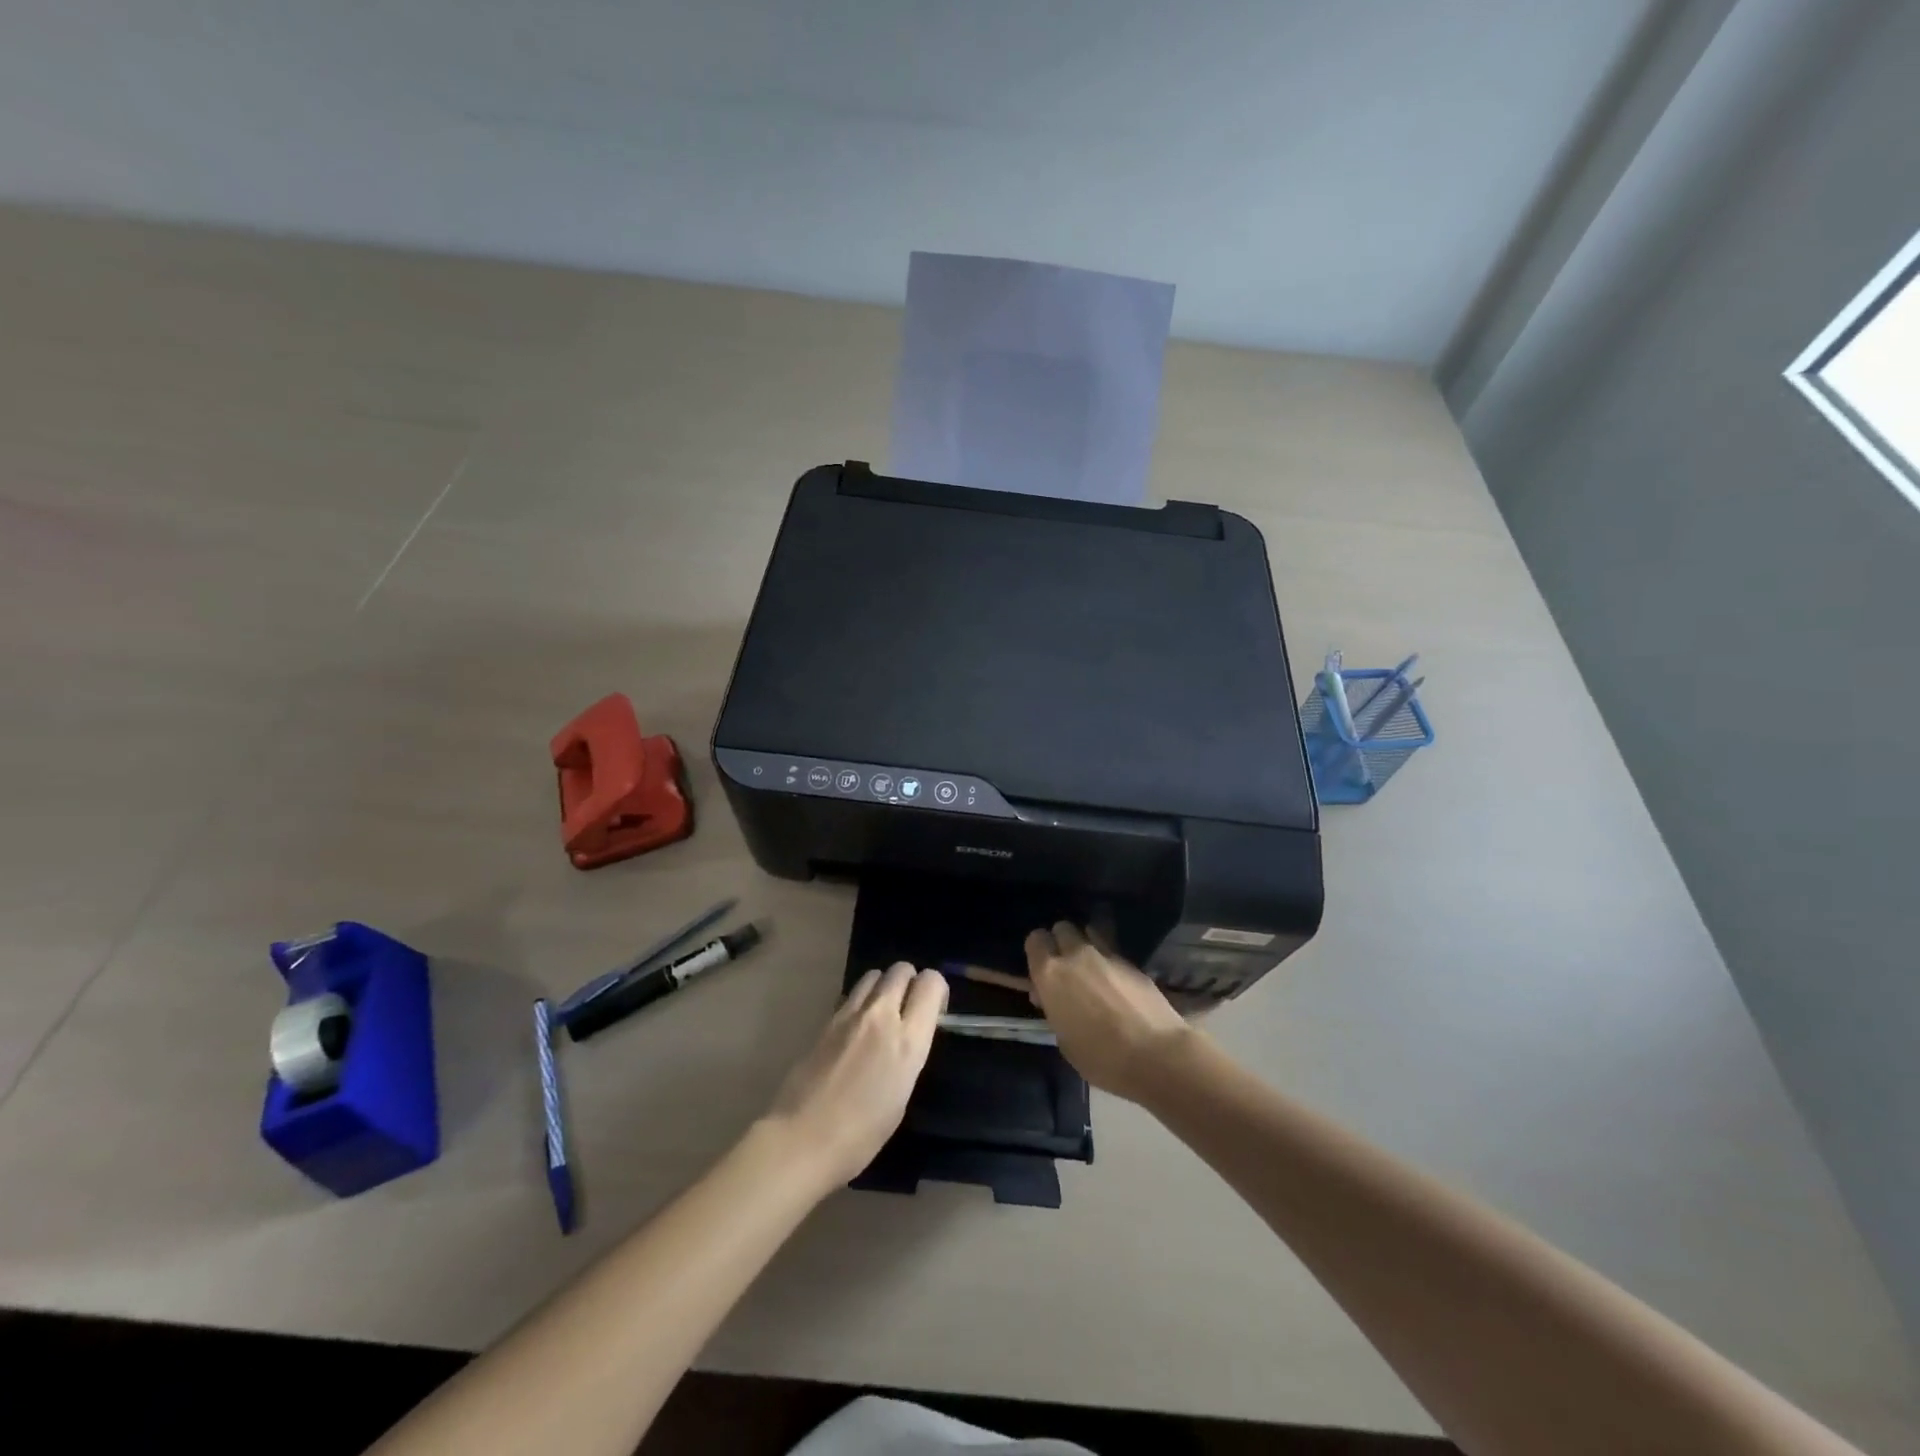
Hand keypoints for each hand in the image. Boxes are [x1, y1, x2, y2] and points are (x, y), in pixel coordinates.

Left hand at [763, 962, 947, 1189]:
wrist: (802, 1139)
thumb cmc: (861, 1135)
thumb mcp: (901, 1095)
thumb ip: (908, 1053)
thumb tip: (907, 1037)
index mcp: (908, 1040)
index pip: (931, 983)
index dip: (937, 990)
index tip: (934, 1010)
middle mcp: (881, 1016)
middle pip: (901, 969)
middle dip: (910, 981)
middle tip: (908, 1008)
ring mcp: (850, 1014)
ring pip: (874, 975)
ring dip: (883, 986)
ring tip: (881, 1013)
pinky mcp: (826, 1020)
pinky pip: (851, 994)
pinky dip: (860, 1000)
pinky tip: (856, 1028)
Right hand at [1025, 922, 1192, 1101]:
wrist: (1156, 1055)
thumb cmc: (1101, 1058)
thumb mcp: (1064, 1040)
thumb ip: (1054, 1009)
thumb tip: (1050, 996)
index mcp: (1051, 974)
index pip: (1035, 940)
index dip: (1037, 951)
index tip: (1042, 970)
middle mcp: (1076, 955)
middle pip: (1062, 928)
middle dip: (1061, 943)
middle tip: (1066, 969)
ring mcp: (1106, 955)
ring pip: (1089, 932)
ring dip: (1085, 946)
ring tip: (1092, 970)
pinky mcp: (1132, 962)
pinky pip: (1112, 951)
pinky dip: (1108, 961)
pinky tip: (1117, 984)